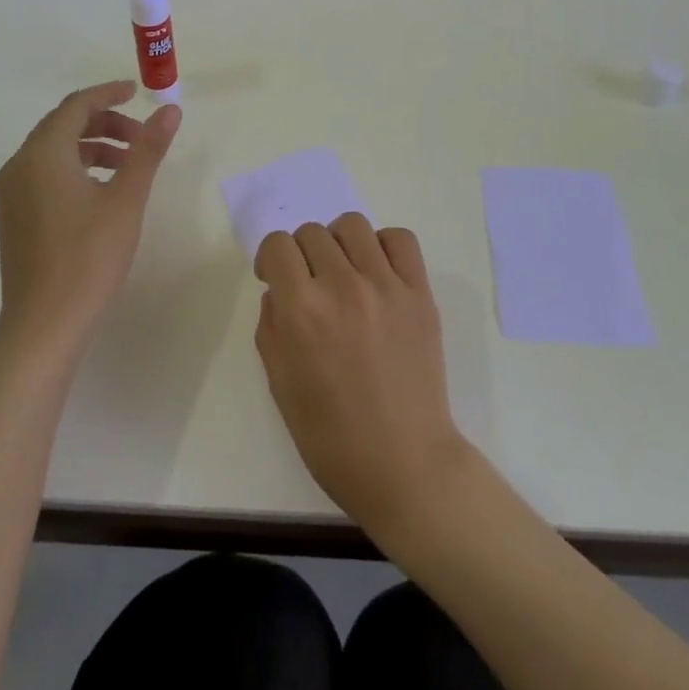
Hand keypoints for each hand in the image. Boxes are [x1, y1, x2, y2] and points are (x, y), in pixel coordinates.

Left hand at [0, 80, 180, 353]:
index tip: (137, 92)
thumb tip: (170, 110)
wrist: (43, 326)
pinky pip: (43, 175)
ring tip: (128, 166)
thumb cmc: (88, 257)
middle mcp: (19, 166)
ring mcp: (11, 195)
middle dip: (104, 124)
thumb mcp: (127, 199)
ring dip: (92, 148)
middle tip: (141, 138)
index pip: (75, 106)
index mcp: (42, 154)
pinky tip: (101, 193)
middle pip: (62, 126)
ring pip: (53, 152)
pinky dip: (74, 169)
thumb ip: (148, 150)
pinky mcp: (13, 219)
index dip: (108, 94)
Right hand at [254, 213, 472, 535]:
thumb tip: (278, 290)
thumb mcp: (280, 384)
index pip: (277, 245)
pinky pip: (399, 239)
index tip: (275, 278)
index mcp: (301, 311)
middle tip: (309, 284)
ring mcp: (385, 286)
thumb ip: (271, 326)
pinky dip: (382, 245)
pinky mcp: (419, 292)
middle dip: (301, 253)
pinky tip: (377, 271)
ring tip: (343, 271)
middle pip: (311, 232)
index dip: (270, 259)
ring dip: (338, 243)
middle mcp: (342, 286)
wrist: (404, 463)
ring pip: (352, 226)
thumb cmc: (331, 436)